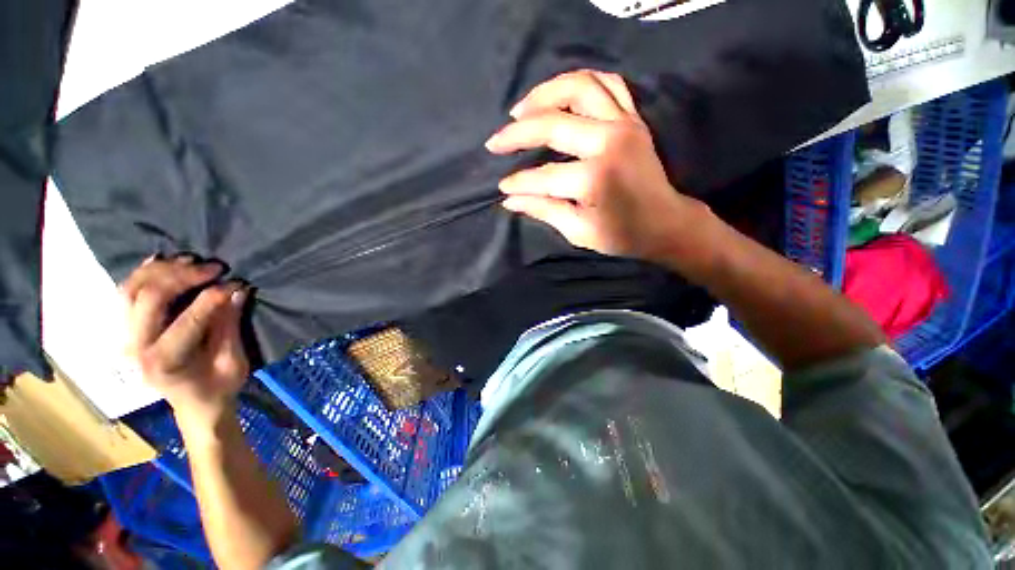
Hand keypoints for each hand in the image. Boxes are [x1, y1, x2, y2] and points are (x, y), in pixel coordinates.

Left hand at [121, 255, 249, 426]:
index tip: (237, 282)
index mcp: (165, 362)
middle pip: (150, 298)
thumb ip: (229, 326)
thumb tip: (237, 290)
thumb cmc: (218, 387)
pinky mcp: (127, 330)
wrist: (194, 404)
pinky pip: (125, 294)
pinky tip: (162, 260)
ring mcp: (126, 338)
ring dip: (160, 270)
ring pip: (130, 290)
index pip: (188, 319)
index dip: (214, 296)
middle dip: (183, 276)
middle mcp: (136, 348)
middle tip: (214, 267)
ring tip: (190, 260)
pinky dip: (142, 273)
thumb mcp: (232, 361)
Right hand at [486, 69, 708, 262]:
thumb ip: (544, 210)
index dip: (518, 183)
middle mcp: (609, 142)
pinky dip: (580, 83)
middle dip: (517, 133)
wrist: (666, 223)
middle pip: (553, 123)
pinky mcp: (633, 118)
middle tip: (495, 142)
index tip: (502, 187)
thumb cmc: (622, 234)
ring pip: (578, 87)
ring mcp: (624, 123)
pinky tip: (560, 96)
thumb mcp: (579, 231)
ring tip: (520, 111)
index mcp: (595, 178)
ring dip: (543, 94)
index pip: (543, 176)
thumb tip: (510, 200)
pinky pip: (607, 84)